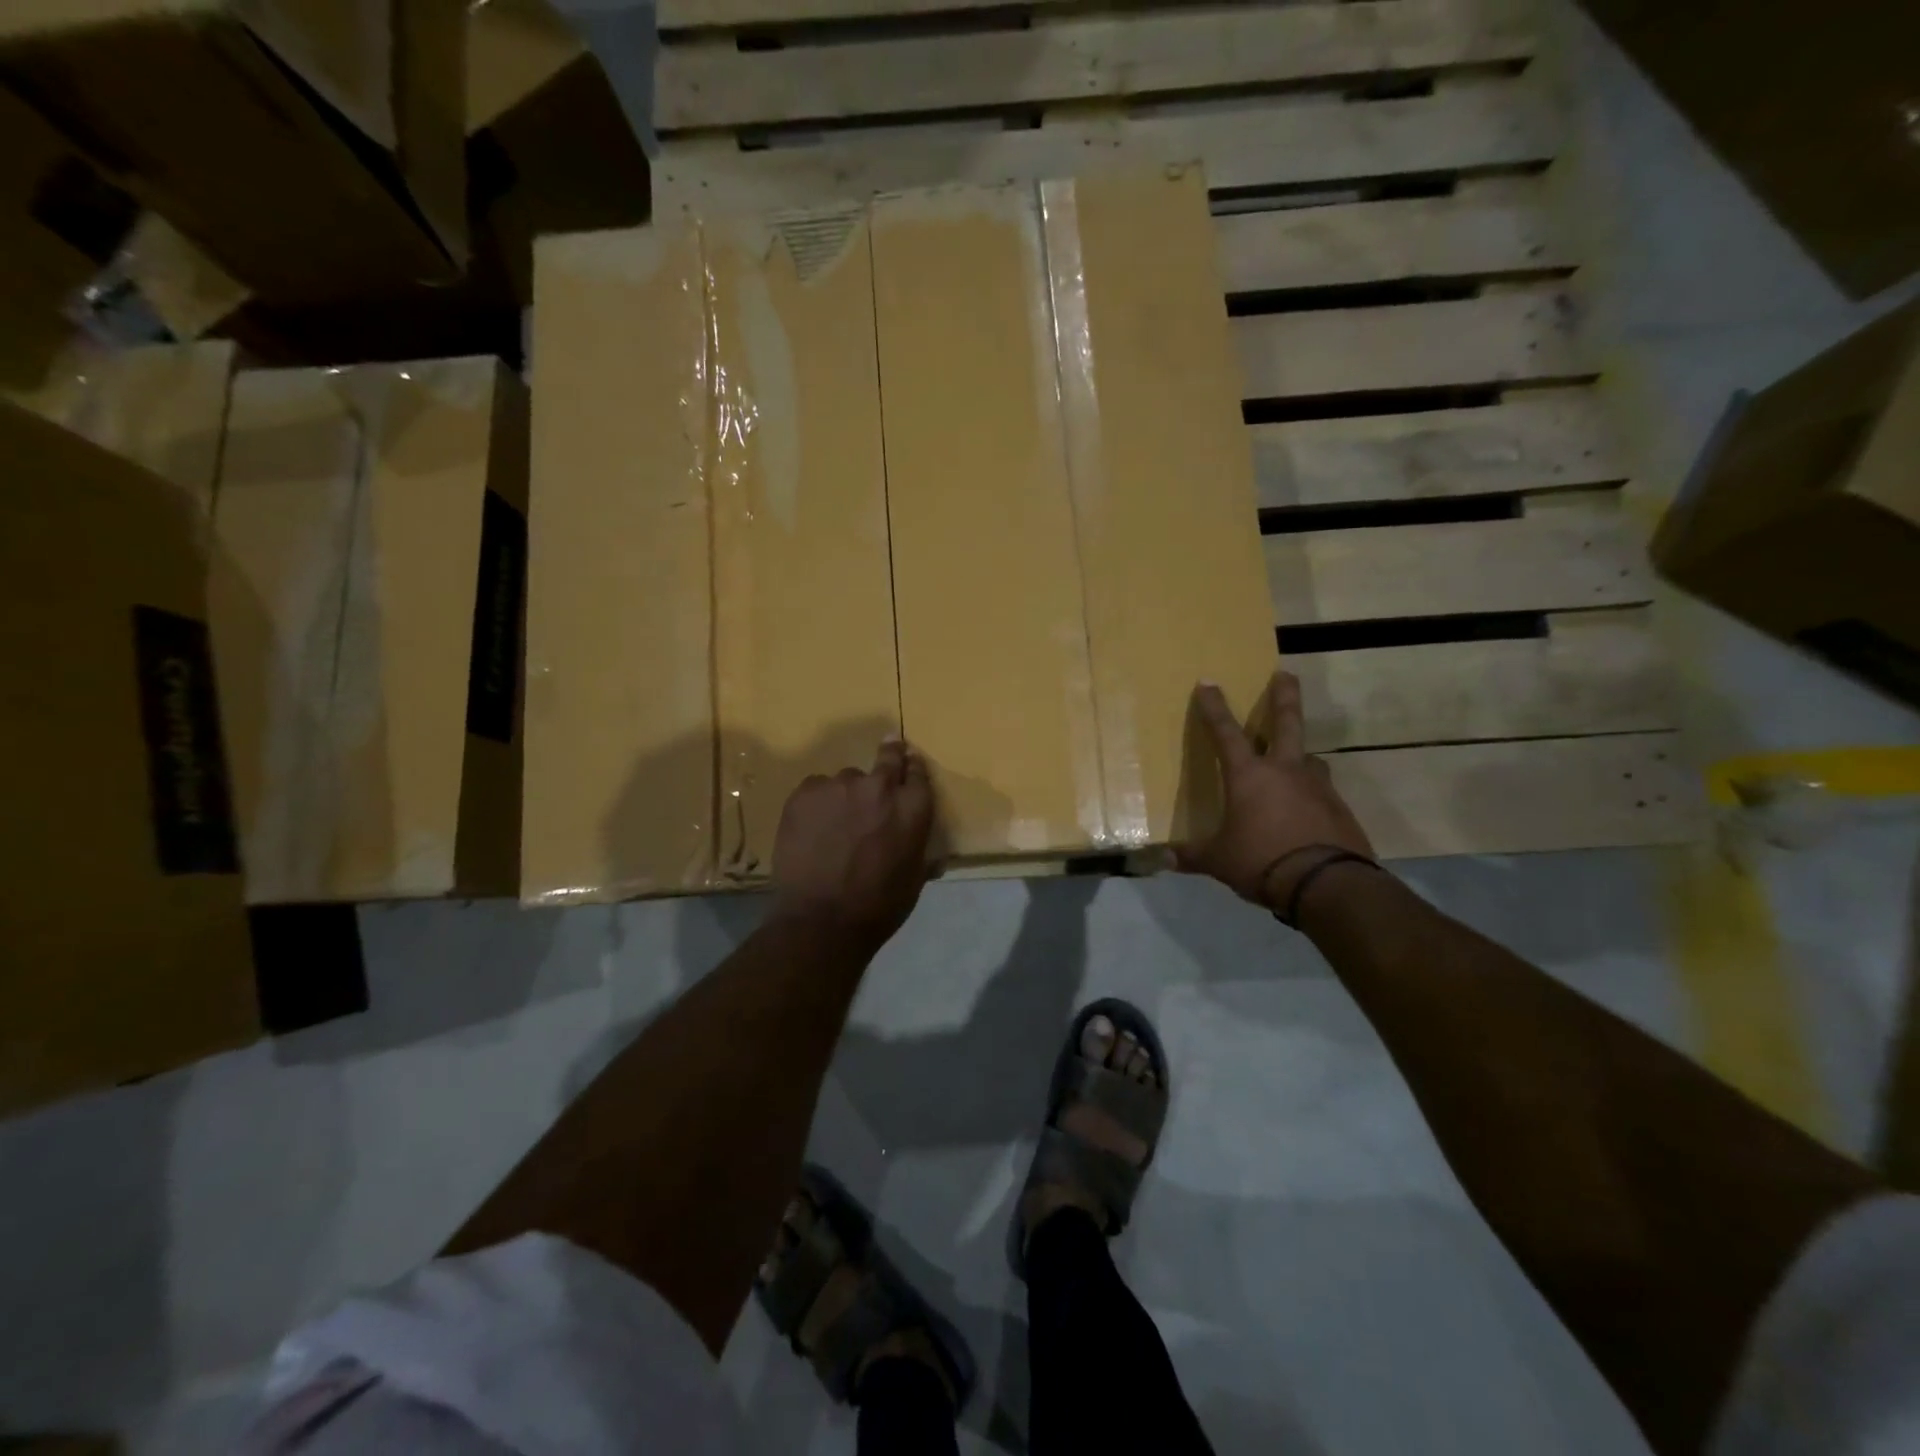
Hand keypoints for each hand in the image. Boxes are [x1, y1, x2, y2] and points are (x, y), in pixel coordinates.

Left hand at [769, 737, 938, 953]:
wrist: (821, 920)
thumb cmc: (878, 907)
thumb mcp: (914, 878)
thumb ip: (919, 849)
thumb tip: (932, 853)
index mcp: (913, 807)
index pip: (918, 772)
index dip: (912, 768)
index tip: (908, 765)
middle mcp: (880, 786)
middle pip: (888, 756)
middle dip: (889, 754)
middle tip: (886, 752)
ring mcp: (839, 785)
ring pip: (846, 778)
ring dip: (847, 794)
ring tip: (835, 822)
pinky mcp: (805, 792)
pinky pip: (816, 789)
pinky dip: (818, 803)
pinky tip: (813, 828)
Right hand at [1177, 671, 1372, 910]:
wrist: (1327, 884)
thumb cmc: (1262, 861)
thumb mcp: (1220, 860)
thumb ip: (1193, 855)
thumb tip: (1163, 859)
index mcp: (1249, 776)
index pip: (1225, 733)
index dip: (1214, 707)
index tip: (1208, 683)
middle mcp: (1285, 771)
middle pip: (1287, 723)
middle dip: (1284, 696)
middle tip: (1286, 674)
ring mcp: (1318, 788)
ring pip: (1309, 759)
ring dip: (1301, 755)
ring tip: (1297, 761)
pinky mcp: (1340, 810)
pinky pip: (1322, 793)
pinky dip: (1312, 794)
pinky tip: (1307, 811)